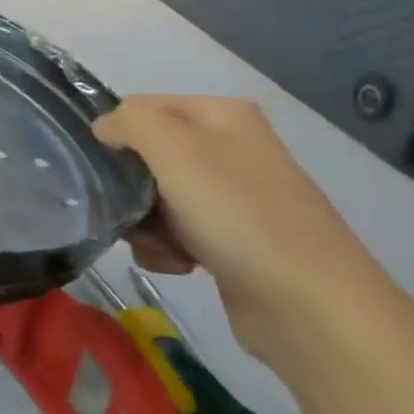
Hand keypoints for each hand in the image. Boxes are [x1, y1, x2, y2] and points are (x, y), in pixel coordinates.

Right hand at [93, 95, 388, 363]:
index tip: (109, 169)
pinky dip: (165, 249)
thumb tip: (104, 129)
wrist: (309, 304)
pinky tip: (179, 264)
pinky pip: (173, 233)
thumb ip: (128, 121)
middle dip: (127, 187)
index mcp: (221, 116)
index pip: (139, 108)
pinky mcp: (232, 240)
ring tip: (162, 246)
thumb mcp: (172, 147)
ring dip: (142, 224)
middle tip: (133, 211)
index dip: (116, 136)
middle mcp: (229, 149)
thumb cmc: (237, 213)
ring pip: (152, 198)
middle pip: (143, 157)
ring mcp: (233, 197)